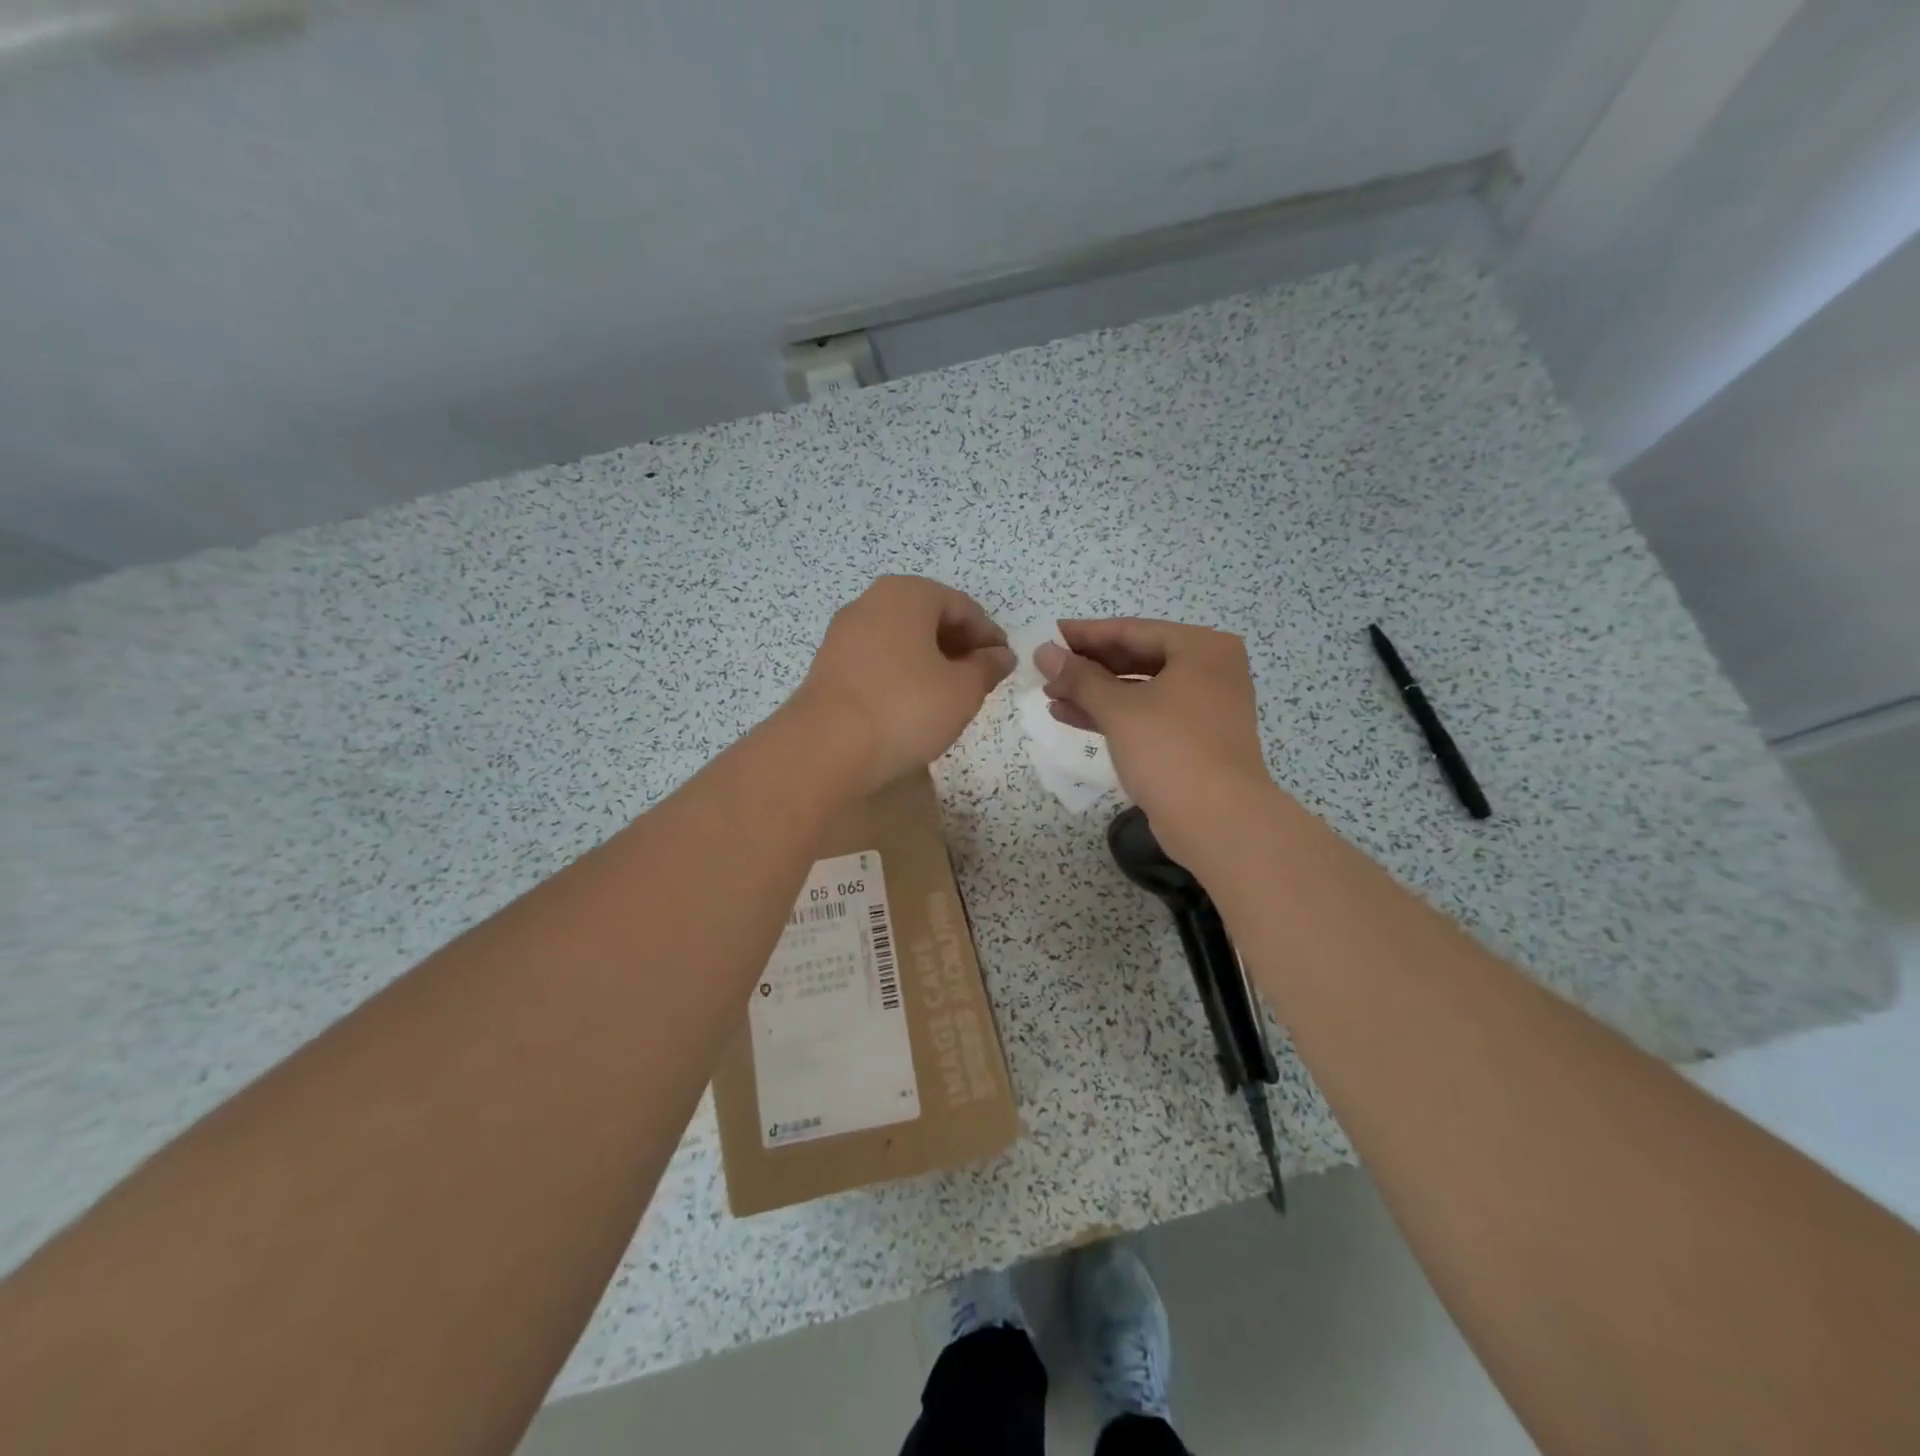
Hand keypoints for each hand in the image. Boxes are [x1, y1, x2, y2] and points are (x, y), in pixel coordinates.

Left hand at [795, 576, 1015, 794]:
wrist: (825, 749)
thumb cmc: (905, 708)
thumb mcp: (962, 691)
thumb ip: (987, 668)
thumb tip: (1000, 656)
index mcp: (907, 594)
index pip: (963, 607)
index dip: (989, 635)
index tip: (1004, 664)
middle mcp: (872, 602)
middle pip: (928, 618)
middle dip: (959, 646)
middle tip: (980, 681)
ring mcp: (844, 633)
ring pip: (902, 639)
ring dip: (930, 661)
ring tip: (949, 696)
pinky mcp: (828, 665)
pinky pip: (878, 659)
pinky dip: (902, 674)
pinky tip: (912, 705)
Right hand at [1035, 619, 1275, 862]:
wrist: (1218, 821)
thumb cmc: (1170, 750)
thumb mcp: (1118, 709)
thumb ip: (1078, 677)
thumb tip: (1043, 651)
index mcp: (1201, 648)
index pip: (1132, 630)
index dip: (1085, 634)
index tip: (1047, 635)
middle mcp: (1209, 670)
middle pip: (1136, 658)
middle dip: (1088, 666)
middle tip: (1046, 669)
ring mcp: (1204, 706)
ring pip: (1139, 689)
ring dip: (1094, 692)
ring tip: (1050, 694)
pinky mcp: (1193, 739)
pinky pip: (1146, 715)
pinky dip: (1112, 715)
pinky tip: (1069, 716)